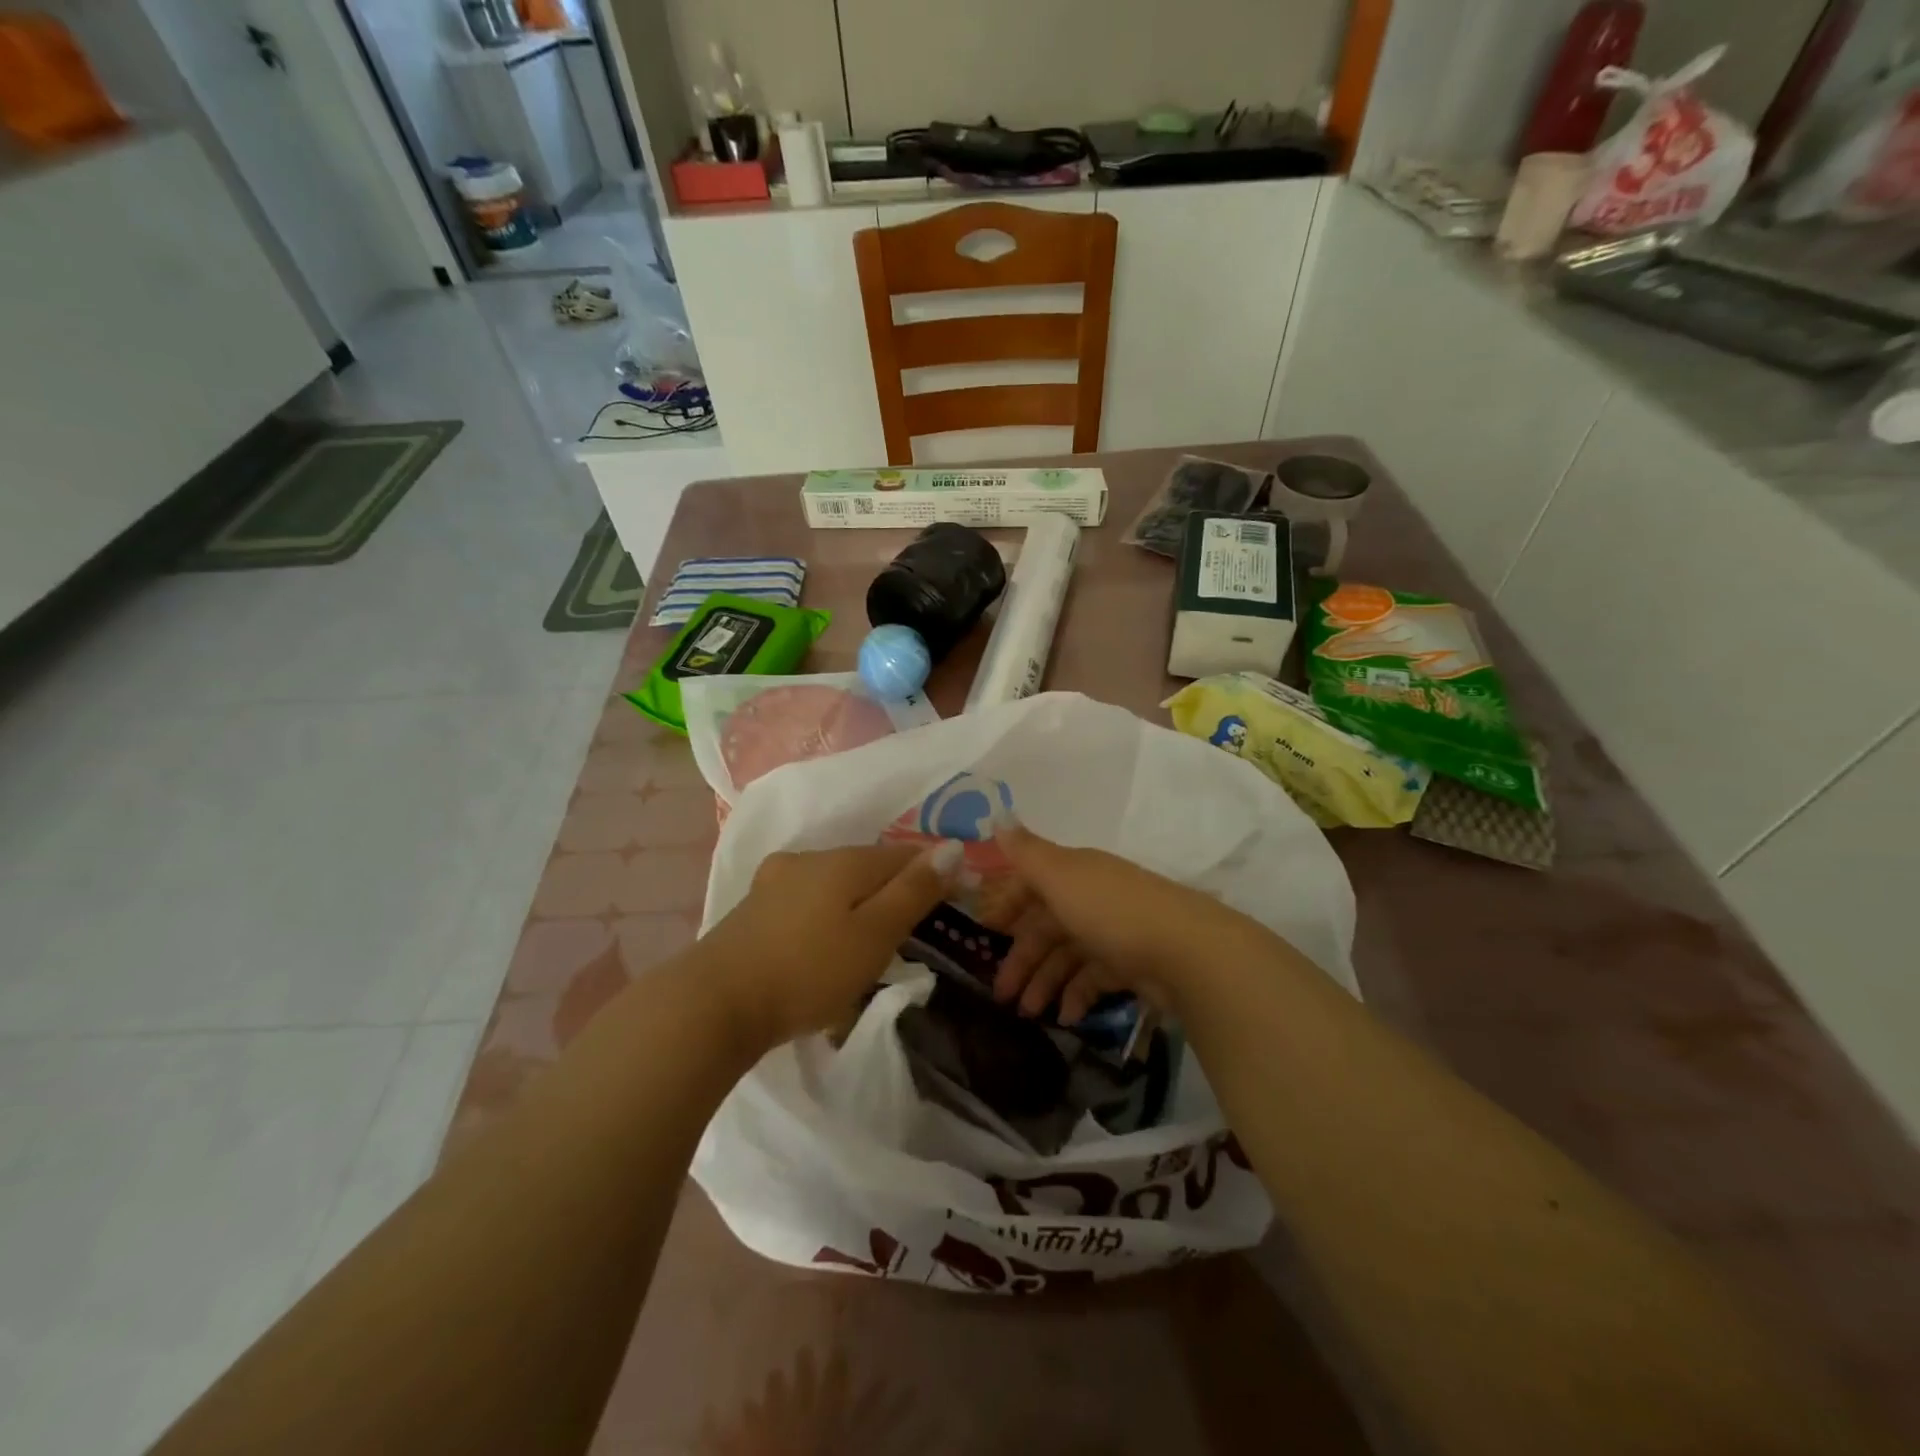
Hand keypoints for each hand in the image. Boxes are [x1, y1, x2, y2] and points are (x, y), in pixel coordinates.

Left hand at [700, 842, 960, 1050]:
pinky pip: (809, 901)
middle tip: (916, 929)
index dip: (934, 873)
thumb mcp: (874, 935)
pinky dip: (828, 916)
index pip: (905, 854)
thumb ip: (914, 891)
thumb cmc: (808, 971)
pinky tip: (825, 943)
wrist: (714, 1004)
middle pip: (868, 866)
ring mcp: (775, 881)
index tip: (955, 902)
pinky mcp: (754, 908)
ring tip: (873, 940)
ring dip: (860, 903)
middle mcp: (809, 858)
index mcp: (844, 860)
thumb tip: (952, 846)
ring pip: (835, 883)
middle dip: (895, 889)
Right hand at [987, 823, 1263, 1020]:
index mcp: (1074, 873)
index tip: (985, 932)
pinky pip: (1095, 979)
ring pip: (1067, 957)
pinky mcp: (1132, 965)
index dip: (1007, 904)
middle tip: (1000, 994)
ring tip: (1027, 1014)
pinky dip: (1078, 997)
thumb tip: (998, 819)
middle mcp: (1091, 898)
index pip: (1032, 883)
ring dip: (1044, 983)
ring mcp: (1113, 932)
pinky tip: (1067, 1018)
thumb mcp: (1060, 876)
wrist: (1185, 951)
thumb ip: (1026, 852)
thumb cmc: (1111, 910)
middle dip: (1021, 958)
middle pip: (1046, 926)